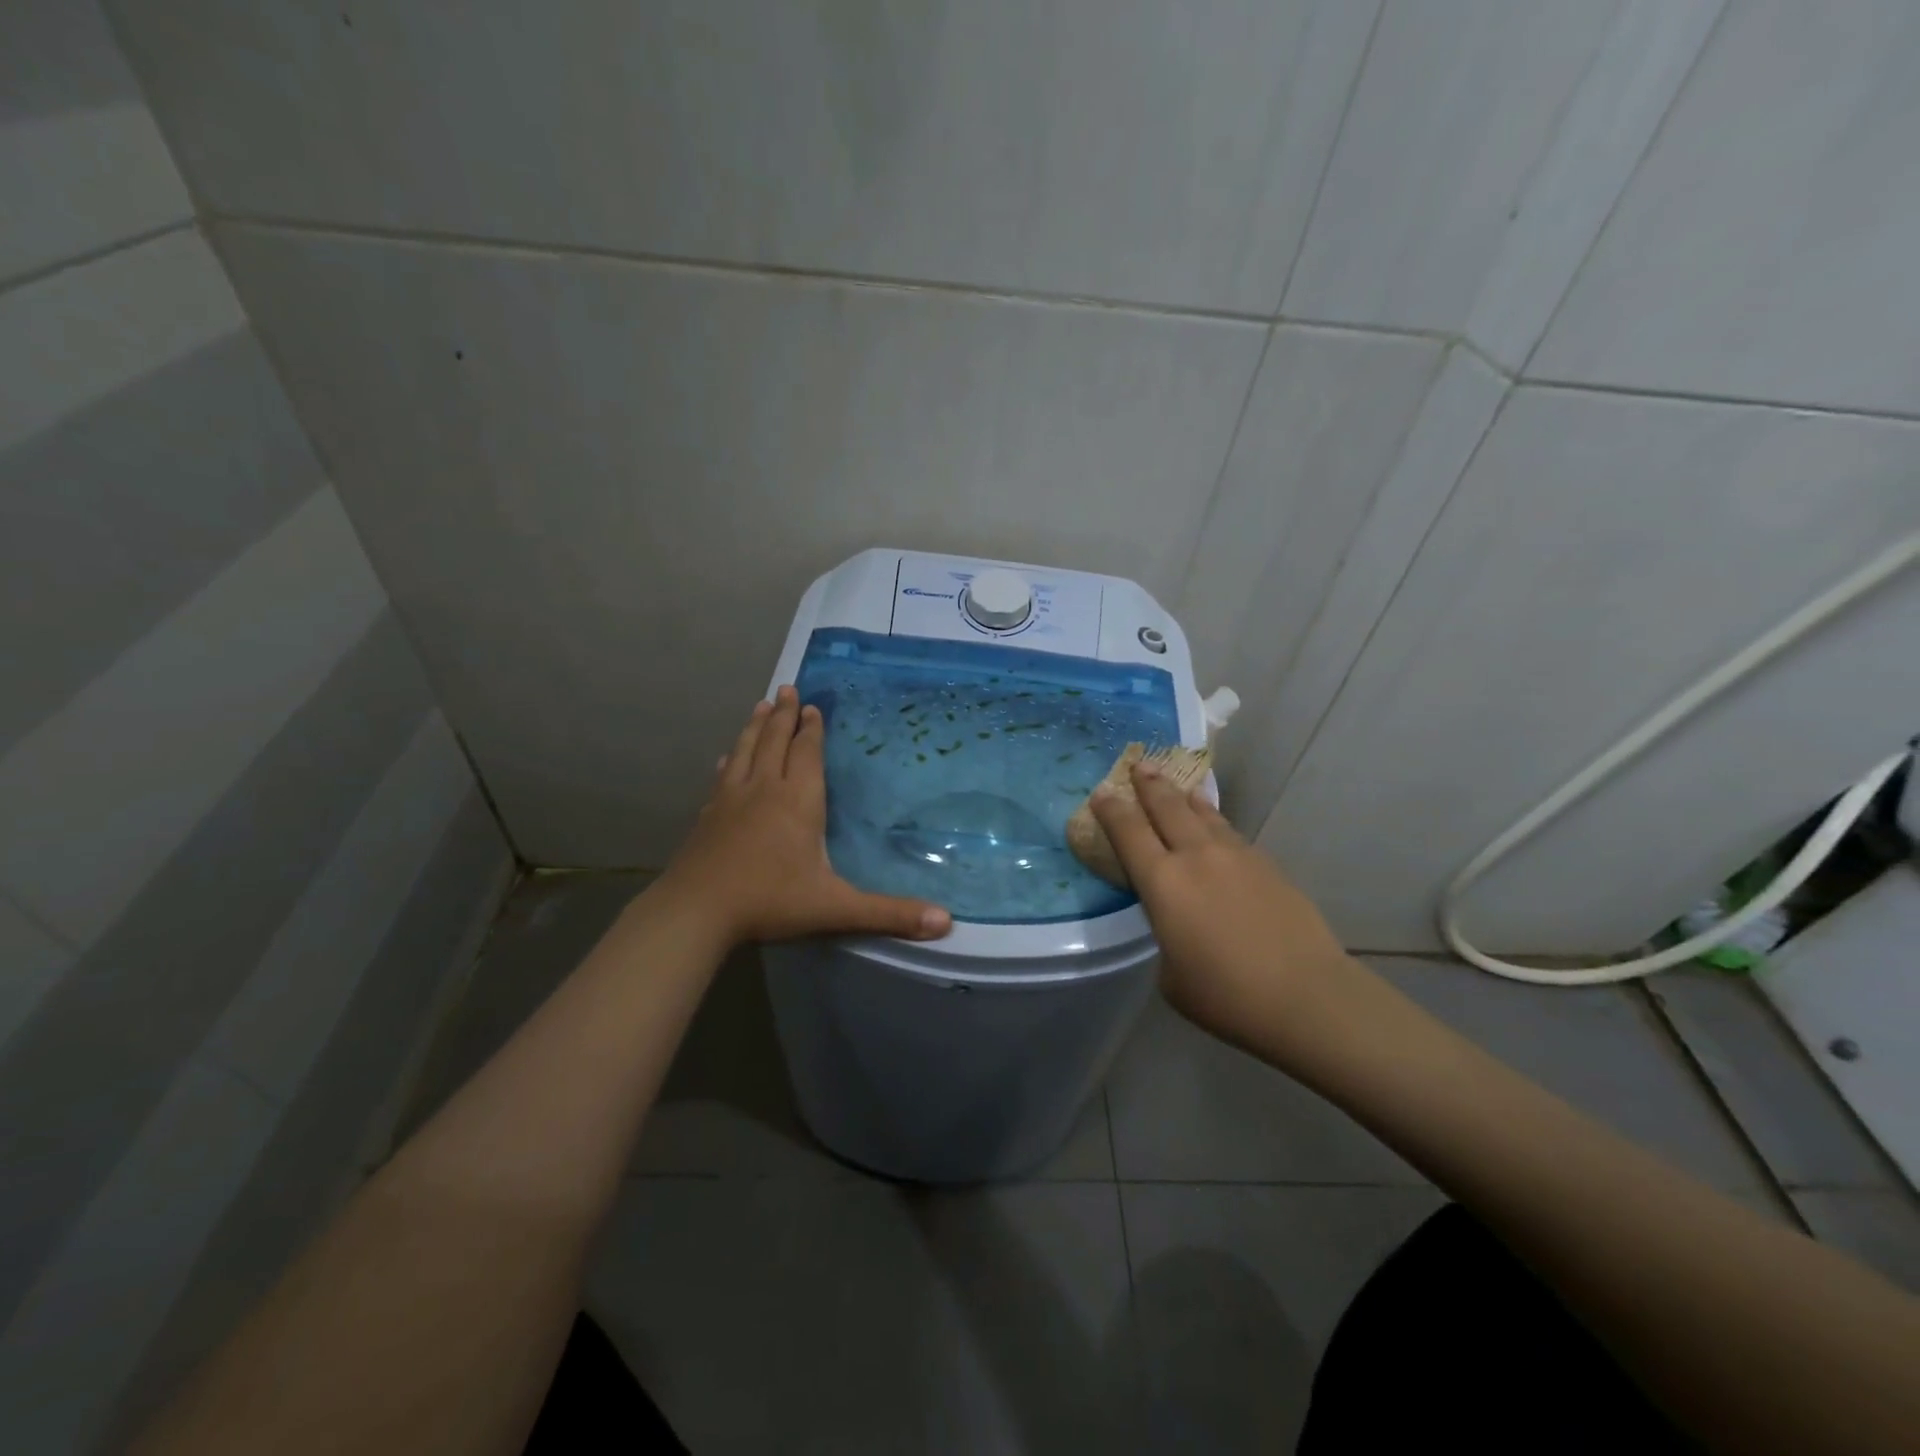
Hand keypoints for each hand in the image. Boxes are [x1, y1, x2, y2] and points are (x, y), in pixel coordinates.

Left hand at [659, 686, 953, 945]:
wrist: (696, 912)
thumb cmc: (770, 901)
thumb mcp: (836, 908)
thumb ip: (889, 913)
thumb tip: (946, 921)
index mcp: (798, 801)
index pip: (806, 753)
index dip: (812, 729)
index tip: (812, 707)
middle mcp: (764, 789)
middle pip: (775, 741)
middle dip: (783, 715)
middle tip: (786, 688)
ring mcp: (730, 800)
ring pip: (746, 751)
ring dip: (756, 727)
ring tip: (761, 706)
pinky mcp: (708, 816)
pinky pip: (722, 777)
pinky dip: (729, 761)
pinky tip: (726, 759)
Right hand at [1089, 763, 1355, 1048]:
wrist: (1306, 995)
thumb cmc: (1226, 995)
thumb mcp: (1171, 974)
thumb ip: (1166, 936)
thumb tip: (1179, 924)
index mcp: (1163, 882)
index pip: (1128, 831)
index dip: (1111, 809)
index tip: (1101, 792)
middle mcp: (1196, 856)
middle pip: (1166, 807)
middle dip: (1149, 784)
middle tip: (1139, 765)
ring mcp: (1236, 856)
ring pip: (1204, 813)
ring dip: (1185, 796)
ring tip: (1179, 784)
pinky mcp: (1268, 865)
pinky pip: (1231, 833)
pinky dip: (1216, 821)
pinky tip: (1216, 826)